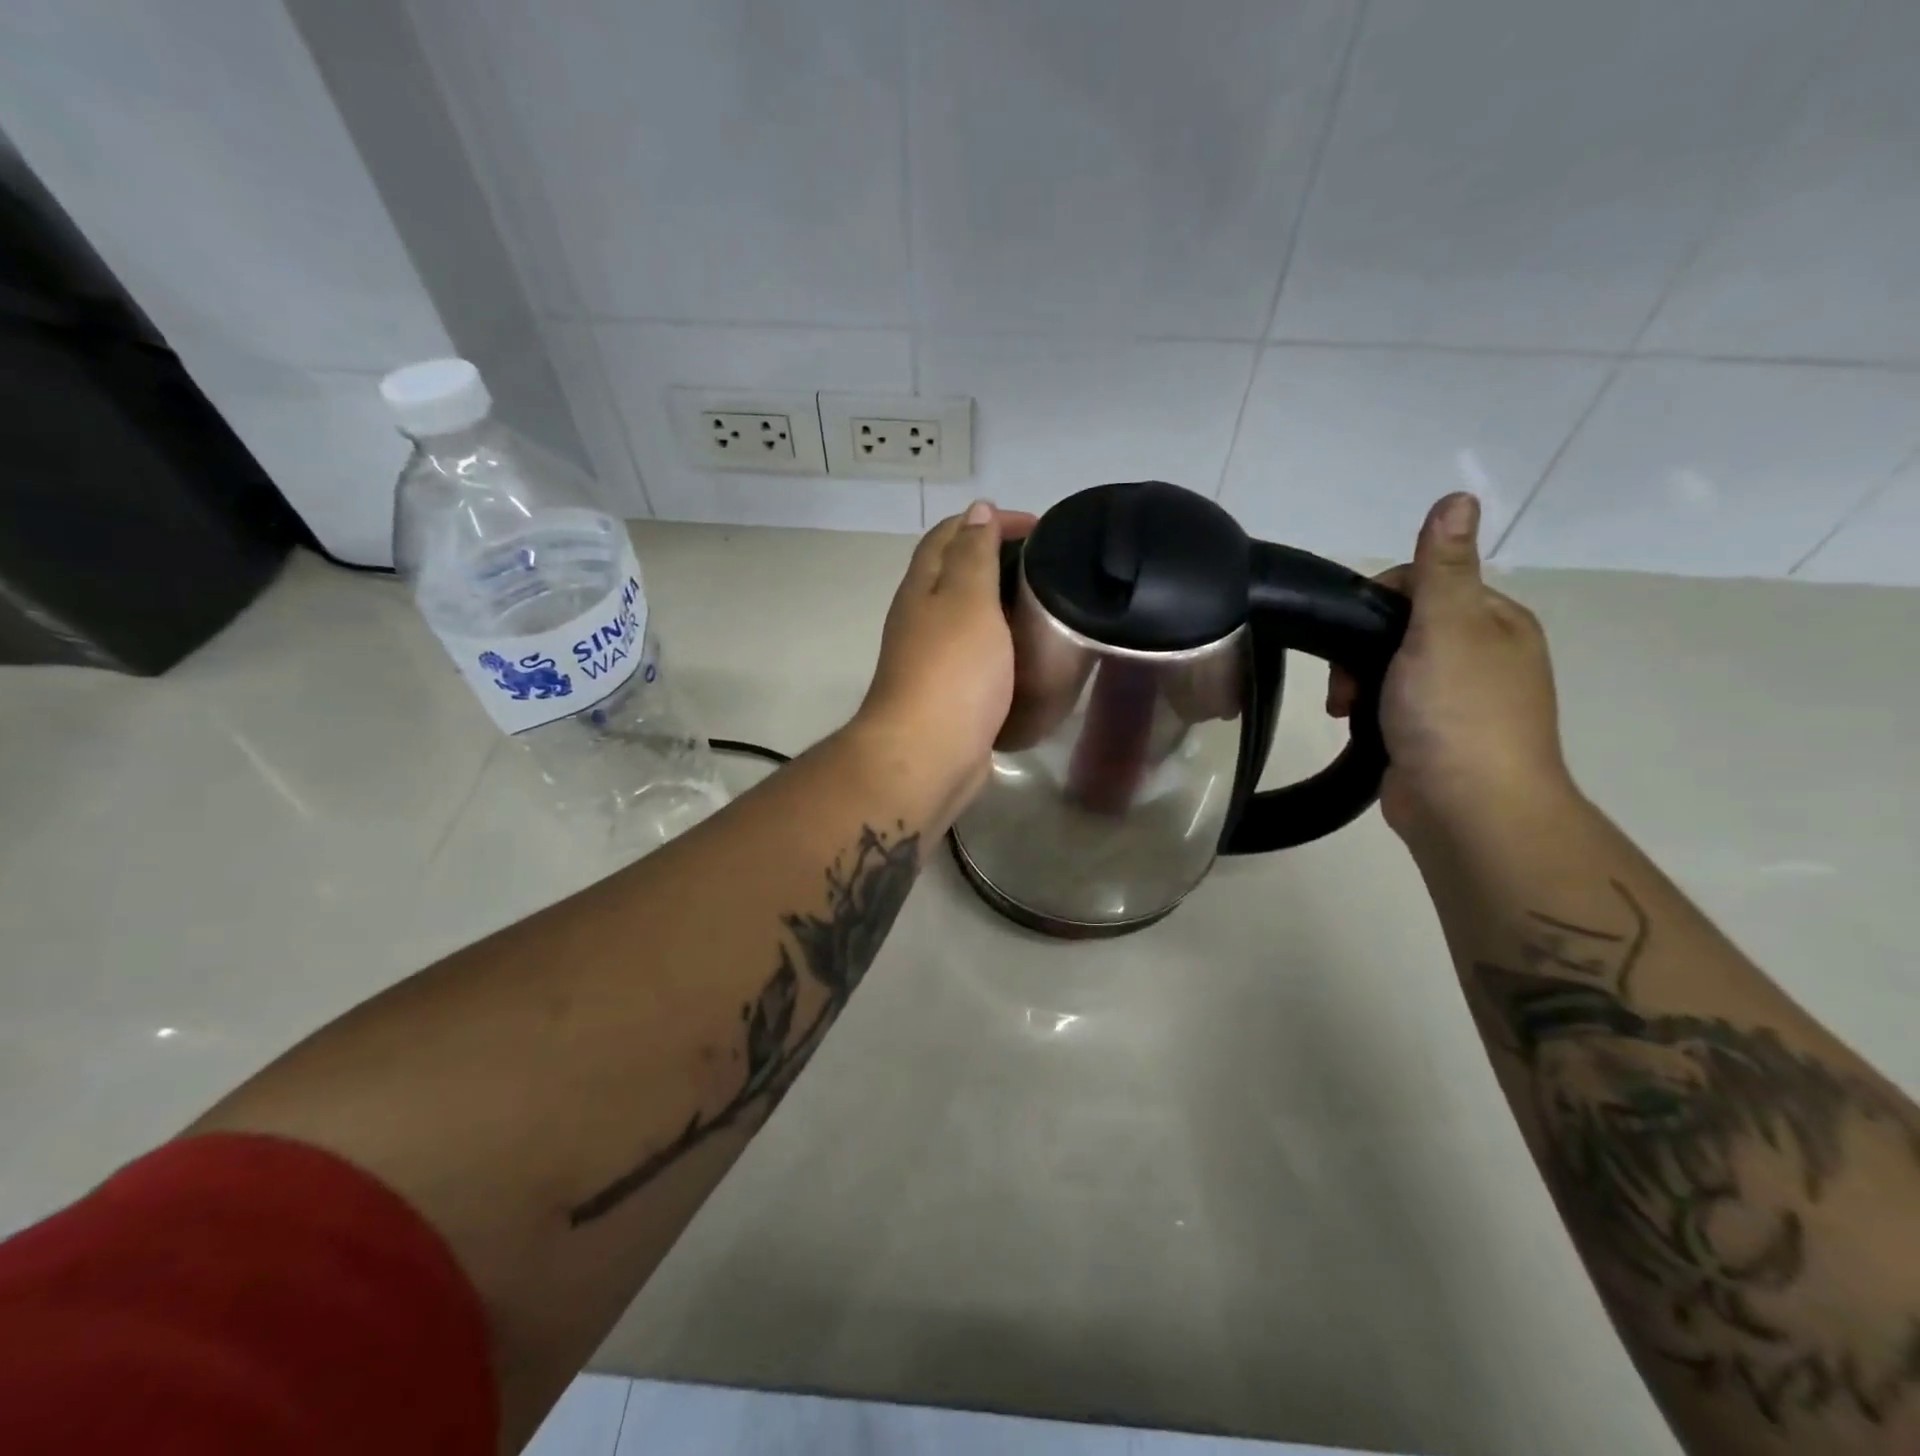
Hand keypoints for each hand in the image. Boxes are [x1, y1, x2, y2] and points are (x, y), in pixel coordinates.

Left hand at [852, 500, 1036, 823]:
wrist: (927, 755)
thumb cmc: (952, 672)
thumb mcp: (967, 600)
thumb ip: (974, 555)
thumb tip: (976, 509)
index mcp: (923, 588)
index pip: (951, 535)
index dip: (990, 521)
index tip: (1040, 527)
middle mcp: (922, 618)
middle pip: (958, 573)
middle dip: (1000, 559)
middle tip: (1051, 565)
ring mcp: (934, 659)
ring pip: (970, 617)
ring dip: (1004, 603)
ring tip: (1050, 604)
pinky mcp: (951, 693)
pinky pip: (980, 655)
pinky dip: (1005, 644)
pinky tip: (1033, 652)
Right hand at [1328, 492, 1572, 837]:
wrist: (1466, 807)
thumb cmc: (1455, 711)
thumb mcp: (1446, 628)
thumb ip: (1443, 567)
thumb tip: (1459, 495)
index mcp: (1495, 622)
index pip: (1425, 582)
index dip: (1379, 601)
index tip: (1353, 633)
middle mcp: (1482, 654)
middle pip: (1402, 626)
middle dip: (1361, 648)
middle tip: (1344, 682)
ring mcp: (1457, 699)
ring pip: (1389, 668)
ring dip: (1357, 682)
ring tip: (1344, 709)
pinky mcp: (1431, 734)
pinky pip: (1388, 704)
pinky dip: (1367, 710)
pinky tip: (1354, 725)